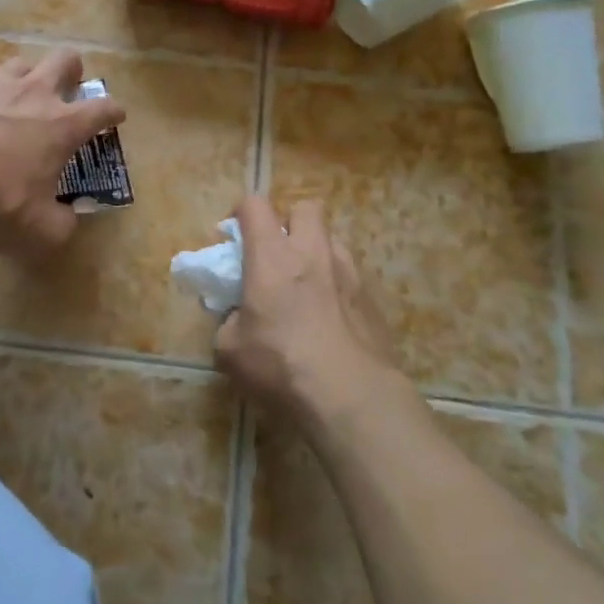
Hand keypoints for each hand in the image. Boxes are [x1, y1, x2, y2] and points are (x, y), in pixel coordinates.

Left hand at [0, 49, 125, 259]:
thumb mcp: (40, 231)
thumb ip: (63, 224)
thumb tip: (68, 217)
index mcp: (63, 125)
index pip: (104, 108)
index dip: (114, 112)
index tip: (116, 117)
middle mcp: (35, 94)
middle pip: (66, 59)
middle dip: (73, 71)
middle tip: (69, 89)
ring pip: (21, 62)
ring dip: (27, 77)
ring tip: (19, 98)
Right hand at [215, 196, 399, 427]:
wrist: (351, 397)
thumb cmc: (281, 365)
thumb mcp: (230, 349)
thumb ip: (230, 322)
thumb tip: (239, 318)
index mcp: (272, 256)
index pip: (255, 205)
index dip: (241, 213)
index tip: (234, 237)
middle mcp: (312, 253)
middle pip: (305, 208)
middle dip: (289, 221)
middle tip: (277, 253)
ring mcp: (348, 274)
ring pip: (332, 240)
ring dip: (315, 252)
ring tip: (306, 287)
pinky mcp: (372, 300)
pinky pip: (350, 276)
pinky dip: (336, 286)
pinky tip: (330, 319)